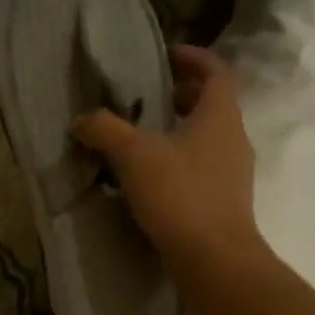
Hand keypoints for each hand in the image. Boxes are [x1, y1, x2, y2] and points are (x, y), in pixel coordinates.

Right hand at [73, 44, 258, 278]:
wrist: (214, 259)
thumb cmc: (180, 195)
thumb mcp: (134, 156)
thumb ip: (105, 130)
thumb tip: (81, 119)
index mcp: (220, 116)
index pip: (216, 71)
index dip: (193, 57)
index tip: (165, 54)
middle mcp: (233, 139)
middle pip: (211, 104)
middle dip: (180, 95)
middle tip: (145, 96)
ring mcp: (232, 173)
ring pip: (206, 138)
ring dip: (177, 130)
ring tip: (140, 136)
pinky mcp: (224, 202)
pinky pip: (201, 167)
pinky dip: (178, 161)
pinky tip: (149, 177)